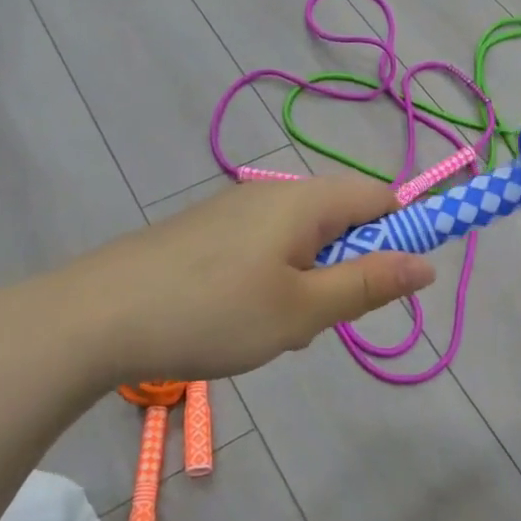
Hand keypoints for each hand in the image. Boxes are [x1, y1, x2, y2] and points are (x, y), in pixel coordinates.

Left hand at [48, 174, 433, 390]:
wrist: (94, 318)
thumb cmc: (212, 314)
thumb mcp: (303, 311)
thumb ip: (369, 284)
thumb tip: (427, 263)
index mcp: (305, 200)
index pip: (381, 197)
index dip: (403, 234)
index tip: (391, 285)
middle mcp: (273, 193)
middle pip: (342, 218)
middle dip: (349, 268)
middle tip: (321, 318)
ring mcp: (234, 210)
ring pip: (302, 240)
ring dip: (309, 281)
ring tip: (275, 328)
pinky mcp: (205, 232)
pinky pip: (265, 248)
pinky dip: (273, 281)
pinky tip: (239, 319)